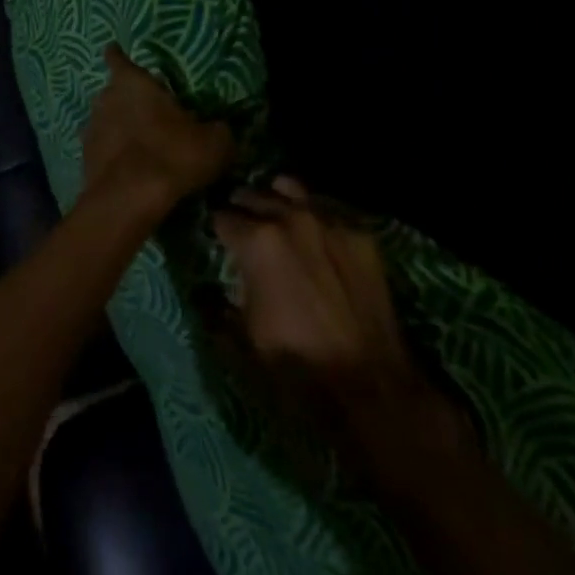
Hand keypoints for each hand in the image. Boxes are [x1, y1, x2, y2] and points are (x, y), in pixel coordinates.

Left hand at [81, 44, 233, 223]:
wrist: (128, 201)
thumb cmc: (170, 156)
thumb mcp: (213, 144)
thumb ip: (218, 130)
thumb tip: (220, 129)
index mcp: (132, 83)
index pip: (118, 58)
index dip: (118, 55)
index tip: (117, 52)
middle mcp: (104, 98)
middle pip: (113, 91)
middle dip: (127, 99)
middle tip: (149, 112)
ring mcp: (90, 129)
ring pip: (105, 120)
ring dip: (119, 128)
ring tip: (140, 143)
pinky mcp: (84, 159)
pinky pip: (101, 149)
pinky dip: (113, 155)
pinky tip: (129, 169)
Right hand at [215, 177, 471, 452]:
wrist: (371, 386)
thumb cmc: (297, 365)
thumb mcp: (243, 340)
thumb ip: (217, 304)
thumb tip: (204, 290)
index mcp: (257, 240)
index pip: (222, 216)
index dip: (217, 231)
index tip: (219, 241)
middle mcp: (290, 217)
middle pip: (253, 195)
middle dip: (243, 210)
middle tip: (243, 230)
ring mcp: (328, 220)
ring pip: (289, 188)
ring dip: (276, 201)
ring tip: (275, 219)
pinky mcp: (359, 232)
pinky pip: (326, 208)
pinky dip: (312, 215)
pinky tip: (314, 238)